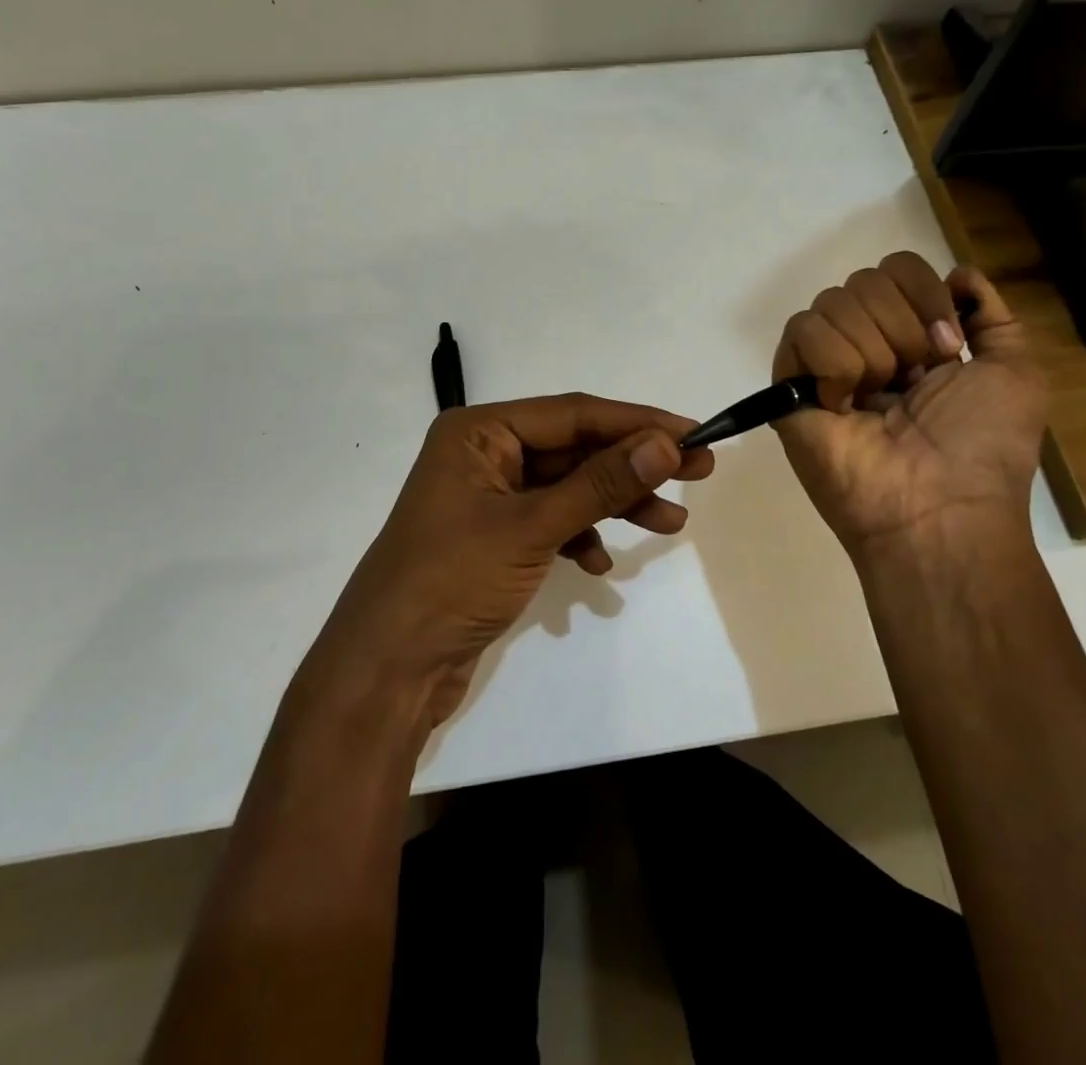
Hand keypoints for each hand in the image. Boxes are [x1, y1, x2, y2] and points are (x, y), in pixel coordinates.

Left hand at [317, 394, 714, 728]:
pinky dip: (581, 536)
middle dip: (633, 464)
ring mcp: (489, 497)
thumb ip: (601, 484)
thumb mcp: (532, 527)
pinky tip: (600, 567)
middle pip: (574, 448)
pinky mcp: (495, 537)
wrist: (388, 671)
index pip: (573, 413)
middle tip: (698, 472)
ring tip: (670, 525)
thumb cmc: (450, 582)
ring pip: (569, 487)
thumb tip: (665, 443)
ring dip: (616, 503)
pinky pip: (552, 521)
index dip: (636, 422)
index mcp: (479, 432)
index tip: (693, 433)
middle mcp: (483, 454)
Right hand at [771, 253, 1046, 570]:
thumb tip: (958, 273)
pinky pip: (801, 332)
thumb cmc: (982, 447)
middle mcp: (865, 344)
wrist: (938, 508)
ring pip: (832, 302)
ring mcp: (824, 366)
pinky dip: (833, 364)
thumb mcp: (1016, 372)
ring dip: (871, 351)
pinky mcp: (789, 387)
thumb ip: (993, 315)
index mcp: (911, 339)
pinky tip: (842, 405)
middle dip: (901, 327)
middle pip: (865, 280)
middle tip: (912, 381)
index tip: (946, 350)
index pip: (897, 269)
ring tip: (877, 400)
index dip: (924, 296)